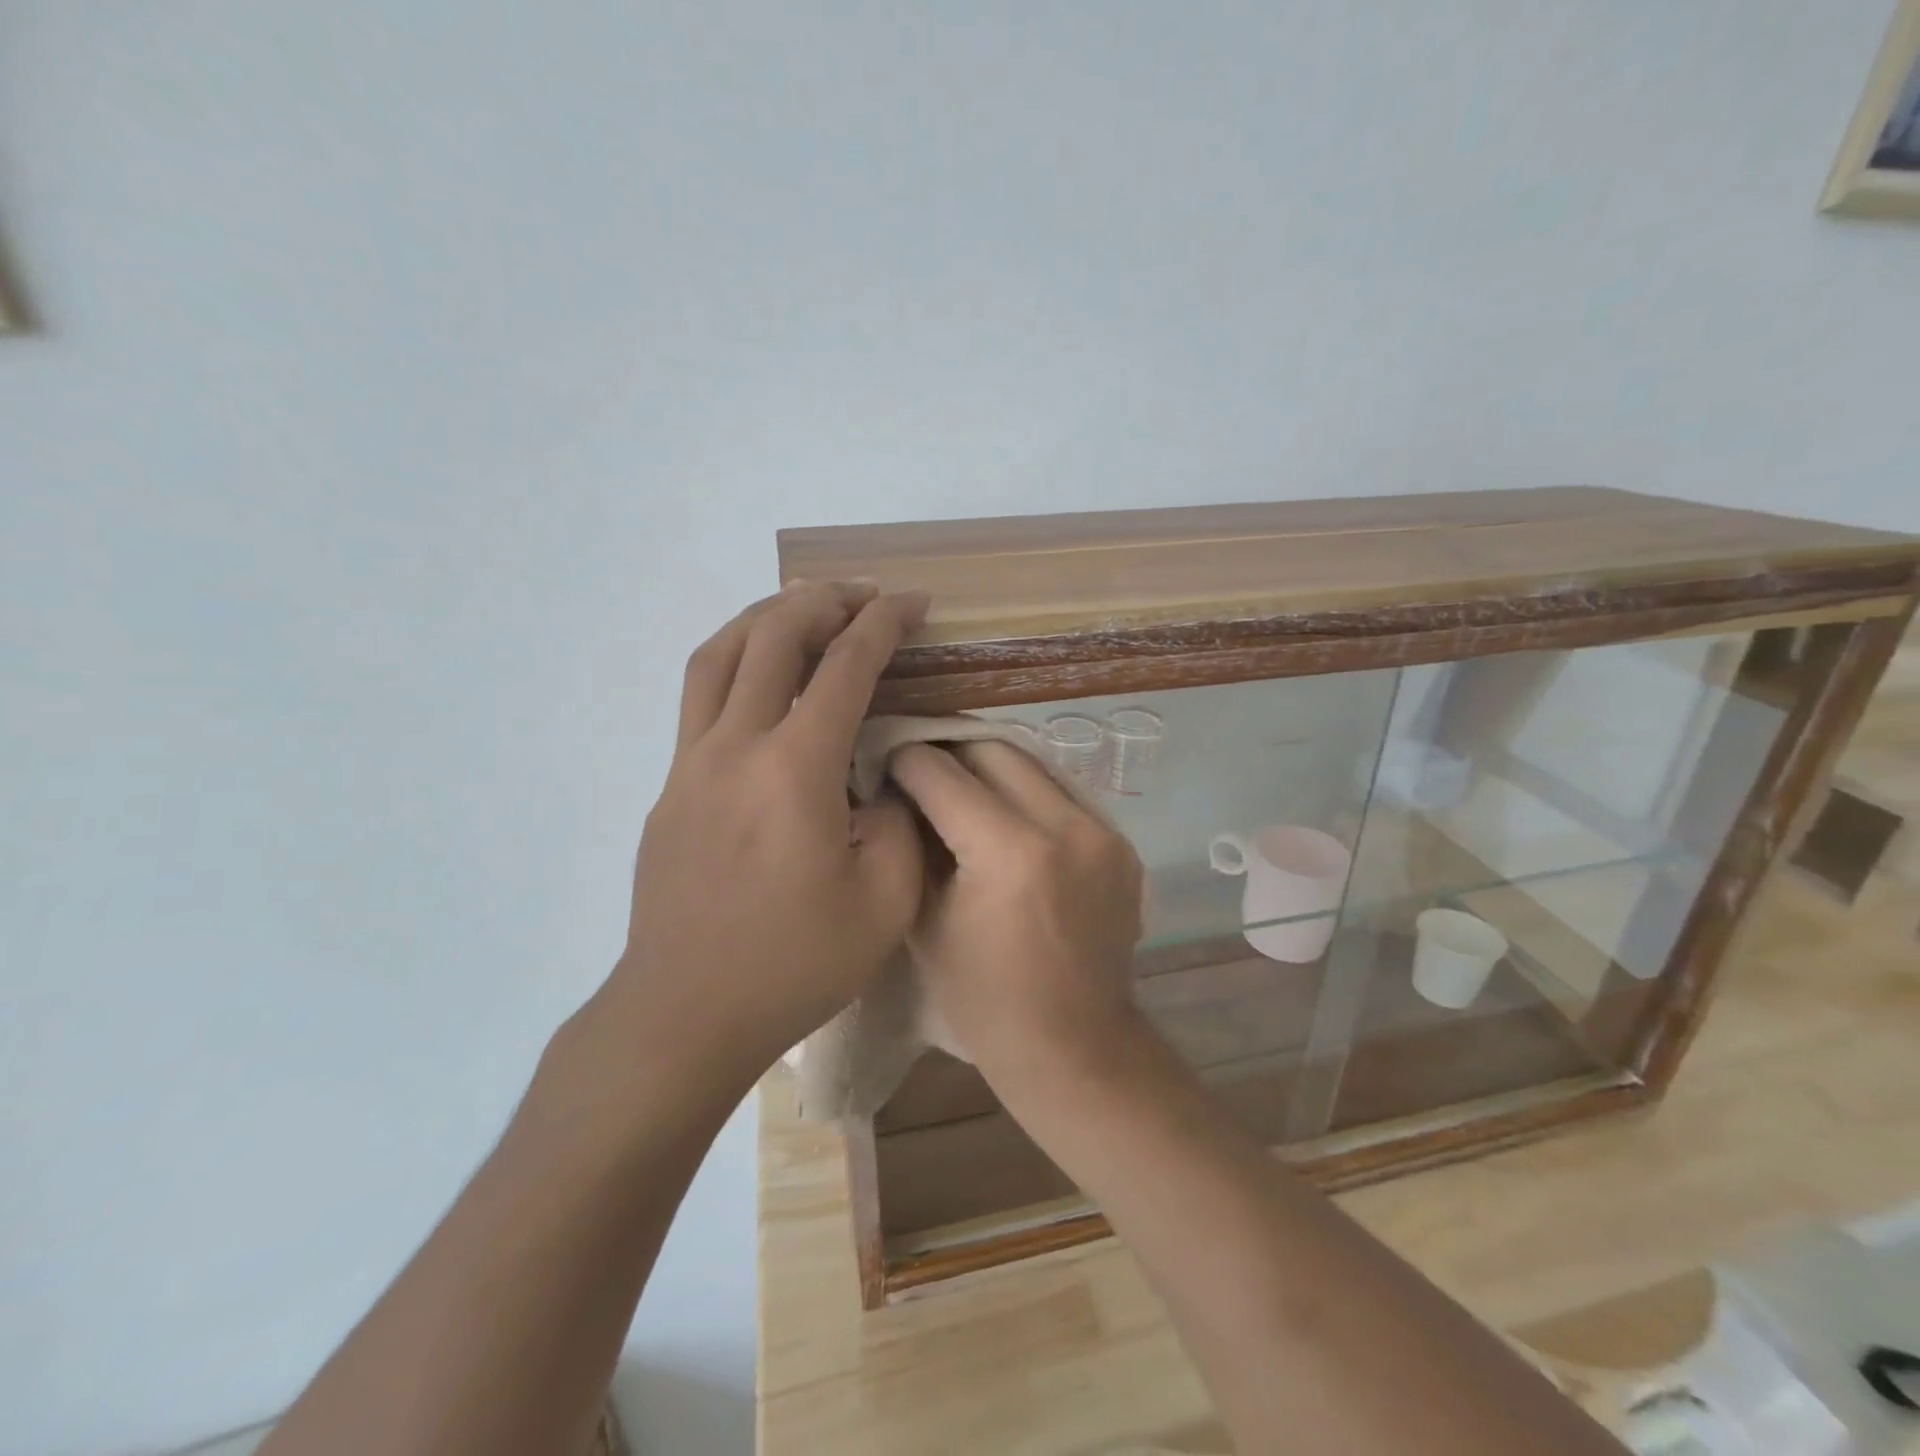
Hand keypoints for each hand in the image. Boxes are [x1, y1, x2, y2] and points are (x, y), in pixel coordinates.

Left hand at [608, 581, 929, 1086]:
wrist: (682, 1014)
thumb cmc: (791, 965)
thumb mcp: (883, 904)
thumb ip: (897, 824)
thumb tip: (879, 783)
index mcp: (794, 770)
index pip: (844, 667)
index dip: (883, 623)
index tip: (912, 603)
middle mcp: (735, 747)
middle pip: (771, 636)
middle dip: (822, 600)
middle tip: (862, 596)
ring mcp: (690, 764)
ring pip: (719, 654)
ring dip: (765, 616)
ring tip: (804, 608)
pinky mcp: (670, 787)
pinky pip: (700, 696)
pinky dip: (736, 661)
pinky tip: (762, 679)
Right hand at [888, 740, 1144, 1076]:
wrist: (1074, 1047)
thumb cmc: (984, 1001)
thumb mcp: (925, 922)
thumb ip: (912, 846)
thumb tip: (898, 794)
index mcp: (1009, 852)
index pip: (943, 774)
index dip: (905, 761)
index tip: (886, 762)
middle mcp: (1064, 826)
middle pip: (993, 750)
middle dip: (950, 751)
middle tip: (922, 768)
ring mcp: (1102, 831)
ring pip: (1034, 763)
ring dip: (991, 767)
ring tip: (961, 785)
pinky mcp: (1122, 844)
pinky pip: (1064, 794)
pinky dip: (1028, 794)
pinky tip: (1007, 817)